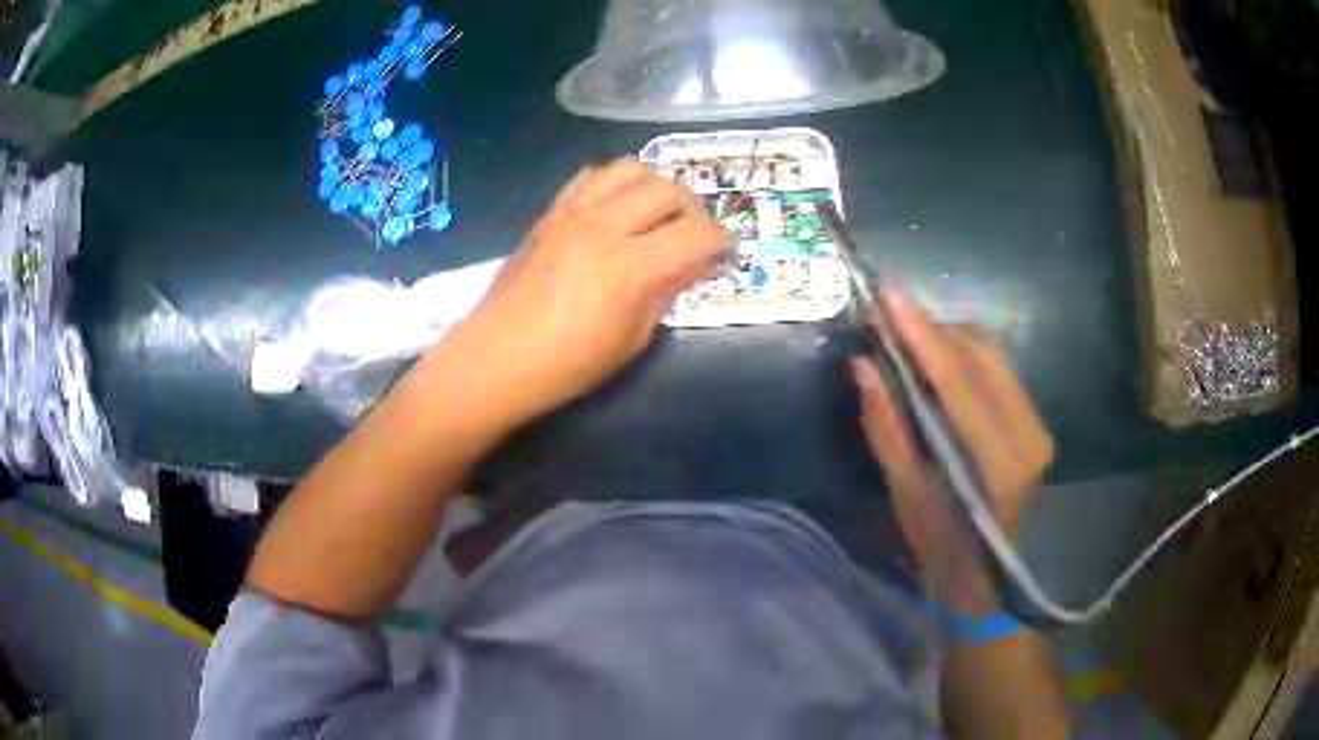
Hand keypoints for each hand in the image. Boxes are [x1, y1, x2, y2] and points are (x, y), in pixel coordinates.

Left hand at [444, 158, 728, 424]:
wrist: (495, 359)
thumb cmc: (566, 365)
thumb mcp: (630, 339)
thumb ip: (666, 292)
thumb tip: (696, 265)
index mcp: (629, 267)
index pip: (696, 232)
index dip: (721, 240)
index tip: (725, 253)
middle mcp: (603, 226)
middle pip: (668, 189)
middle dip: (694, 208)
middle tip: (694, 235)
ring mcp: (572, 214)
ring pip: (629, 169)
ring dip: (655, 185)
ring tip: (657, 213)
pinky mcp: (550, 213)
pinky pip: (590, 176)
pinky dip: (614, 183)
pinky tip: (616, 207)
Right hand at [853, 291, 1052, 611]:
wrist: (987, 579)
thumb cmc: (941, 549)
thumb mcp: (906, 495)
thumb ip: (887, 426)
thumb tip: (862, 364)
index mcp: (998, 464)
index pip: (959, 380)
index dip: (922, 333)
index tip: (888, 292)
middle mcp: (1029, 435)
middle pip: (982, 353)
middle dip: (933, 328)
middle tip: (888, 321)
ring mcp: (1038, 426)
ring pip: (993, 354)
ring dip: (948, 339)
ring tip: (907, 343)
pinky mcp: (1035, 422)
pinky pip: (999, 370)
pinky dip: (964, 356)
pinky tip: (937, 366)